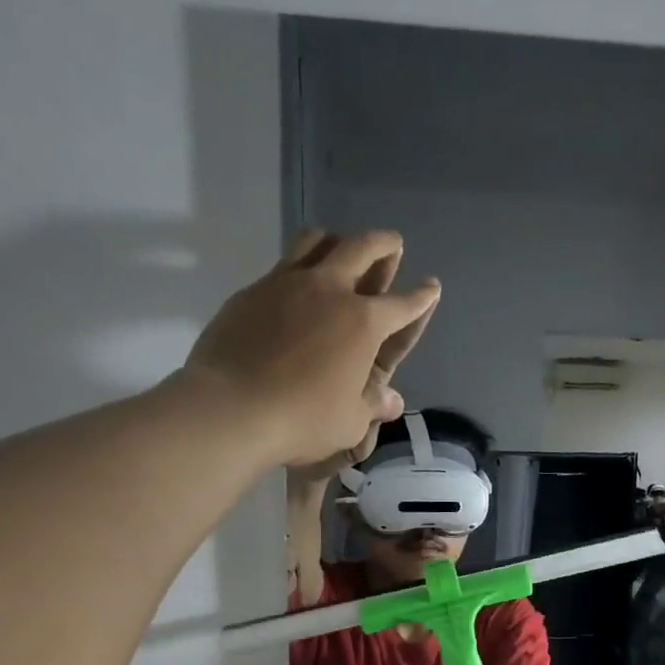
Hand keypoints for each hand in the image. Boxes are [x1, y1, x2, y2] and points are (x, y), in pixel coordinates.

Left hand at [182, 229, 440, 468]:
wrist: (232, 408)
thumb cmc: (302, 421)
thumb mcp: (349, 423)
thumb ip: (372, 405)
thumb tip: (391, 399)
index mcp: (364, 324)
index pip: (402, 306)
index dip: (421, 297)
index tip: (432, 287)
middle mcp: (330, 291)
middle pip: (363, 249)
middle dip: (383, 244)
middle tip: (392, 243)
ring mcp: (288, 284)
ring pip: (317, 242)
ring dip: (337, 241)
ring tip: (341, 247)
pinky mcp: (254, 291)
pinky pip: (283, 265)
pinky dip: (299, 265)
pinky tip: (296, 285)